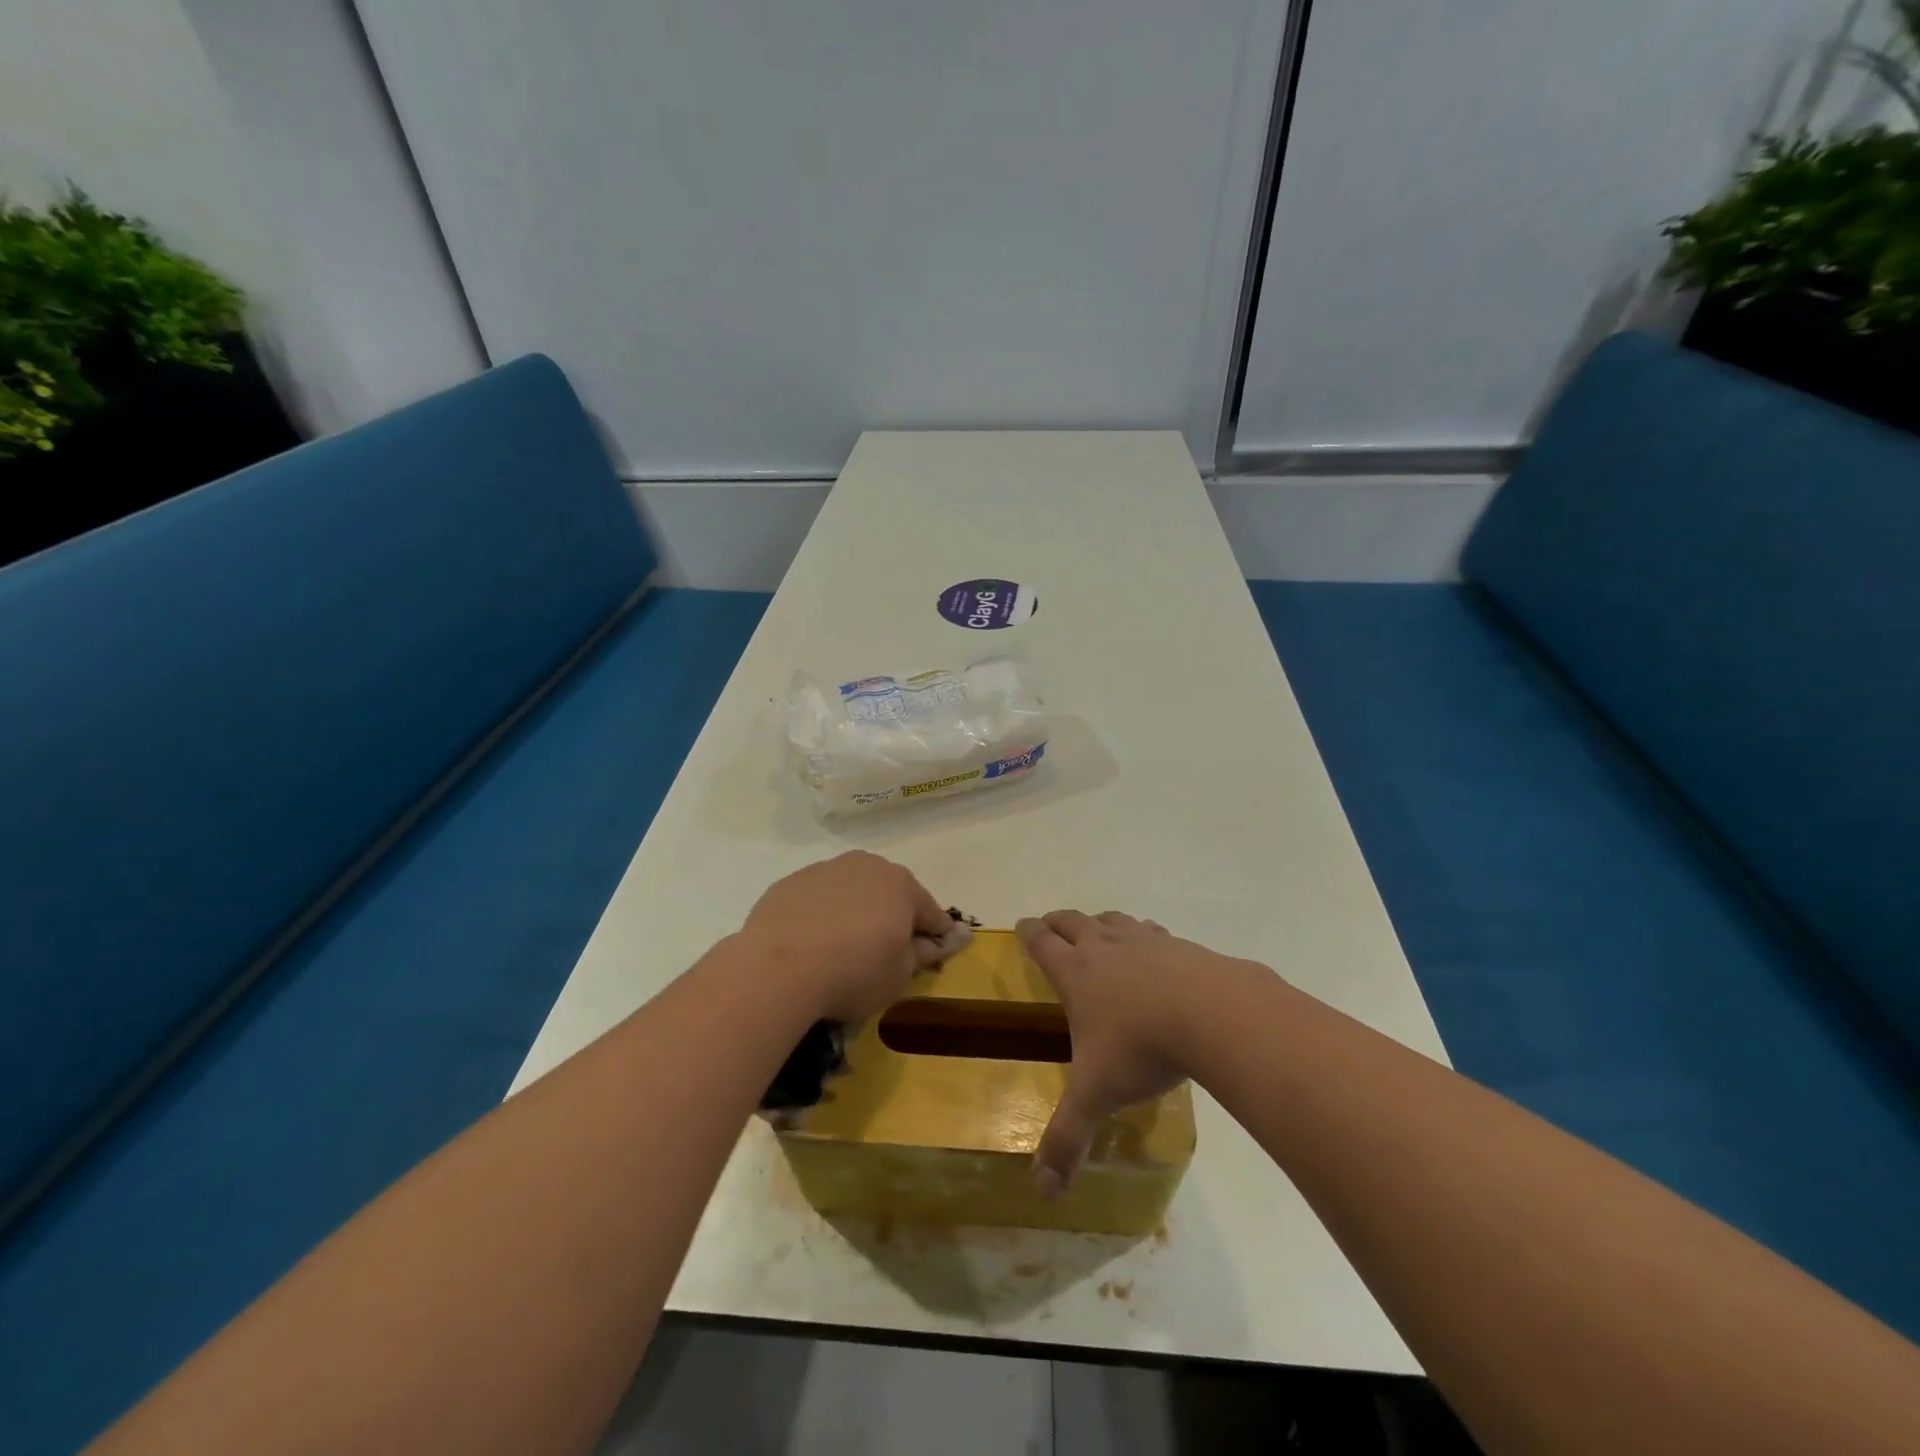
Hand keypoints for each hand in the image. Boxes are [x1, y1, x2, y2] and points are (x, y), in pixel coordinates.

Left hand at [742, 852, 954, 1022]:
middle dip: (893, 916)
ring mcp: (825, 869)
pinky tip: (811, 942)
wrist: (778, 969)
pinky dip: (822, 914)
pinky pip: (818, 898)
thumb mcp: (900, 975)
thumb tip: (938, 941)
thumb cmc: (853, 973)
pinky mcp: (790, 882)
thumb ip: (923, 954)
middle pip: (891, 892)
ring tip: (843, 947)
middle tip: (885, 952)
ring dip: (856, 911)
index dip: (935, 936)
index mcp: (902, 885)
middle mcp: (867, 866)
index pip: (931, 912)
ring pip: (852, 890)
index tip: (933, 955)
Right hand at [1016, 910, 1244, 1192]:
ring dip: (1100, 923)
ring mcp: (1144, 941)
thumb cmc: (1140, 1048)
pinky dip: (1145, 935)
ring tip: (1100, 931)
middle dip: (1058, 922)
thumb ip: (1068, 1138)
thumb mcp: (1097, 1095)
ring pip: (1113, 919)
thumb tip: (1043, 1191)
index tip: (1022, 924)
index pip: (1041, 942)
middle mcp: (1105, 947)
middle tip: (1050, 925)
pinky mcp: (1180, 945)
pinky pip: (1153, 932)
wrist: (1211, 1013)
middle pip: (1073, 921)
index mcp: (1075, 973)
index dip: (1028, 932)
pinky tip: (1156, 951)